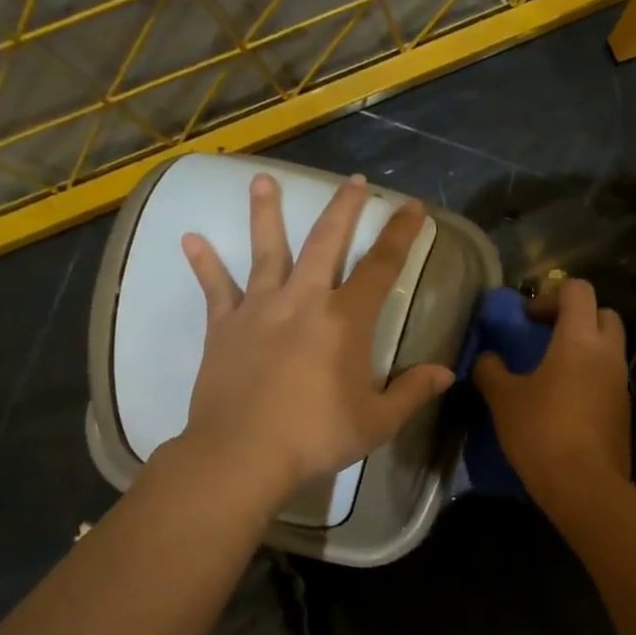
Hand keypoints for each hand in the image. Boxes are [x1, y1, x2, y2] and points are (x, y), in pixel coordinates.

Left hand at [177, 173, 454, 497]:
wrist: (242, 454)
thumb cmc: (315, 436)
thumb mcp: (376, 421)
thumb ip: (412, 392)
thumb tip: (445, 373)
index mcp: (345, 320)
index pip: (382, 265)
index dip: (400, 233)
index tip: (411, 206)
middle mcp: (303, 300)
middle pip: (325, 241)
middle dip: (343, 208)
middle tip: (353, 180)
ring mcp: (259, 308)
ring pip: (266, 251)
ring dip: (266, 213)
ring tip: (262, 180)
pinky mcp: (224, 326)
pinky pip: (215, 289)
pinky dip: (204, 264)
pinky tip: (190, 239)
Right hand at [473, 279, 629, 497]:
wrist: (584, 486)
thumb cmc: (541, 431)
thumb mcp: (503, 399)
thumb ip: (491, 370)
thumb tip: (487, 359)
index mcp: (580, 339)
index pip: (578, 290)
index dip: (551, 296)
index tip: (528, 319)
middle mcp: (607, 353)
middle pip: (603, 314)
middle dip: (576, 317)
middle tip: (546, 336)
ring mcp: (620, 382)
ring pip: (609, 348)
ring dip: (584, 349)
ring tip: (551, 371)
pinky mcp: (623, 410)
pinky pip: (608, 378)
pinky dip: (590, 377)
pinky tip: (564, 402)